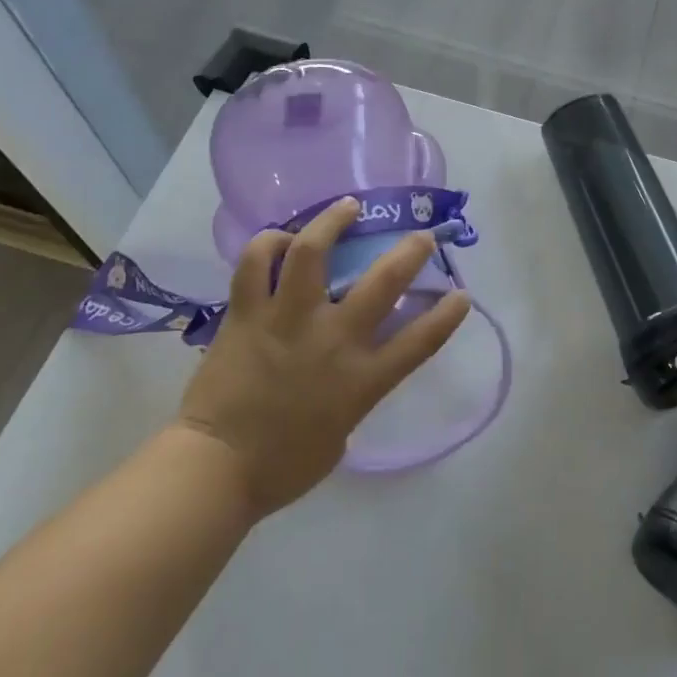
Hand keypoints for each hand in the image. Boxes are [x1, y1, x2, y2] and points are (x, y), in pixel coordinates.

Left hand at [178, 198, 469, 518]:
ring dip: (332, 221)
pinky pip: (256, 263)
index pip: (420, 340)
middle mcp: (332, 338)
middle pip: (383, 282)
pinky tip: (280, 240)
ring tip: (347, 206)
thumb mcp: (340, 434)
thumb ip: (354, 394)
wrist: (215, 470)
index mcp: (362, 378)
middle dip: (410, 252)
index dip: (448, 315)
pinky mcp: (247, 313)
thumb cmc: (283, 465)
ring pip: (312, 251)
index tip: (462, 294)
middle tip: (419, 235)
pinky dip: (269, 244)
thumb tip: (349, 369)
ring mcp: (288, 319)